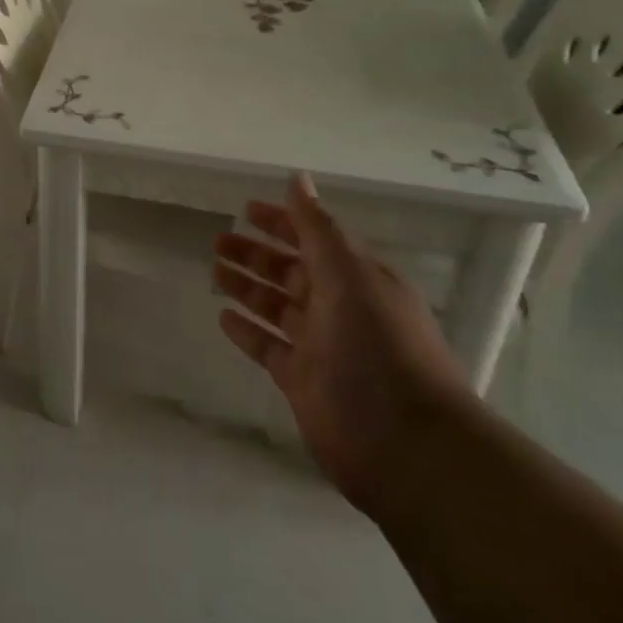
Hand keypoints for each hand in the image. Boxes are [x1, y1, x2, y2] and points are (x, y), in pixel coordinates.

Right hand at [213, 174, 471, 513]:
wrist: (407, 444)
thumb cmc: (379, 346)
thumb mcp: (349, 275)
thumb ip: (318, 228)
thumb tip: (298, 179)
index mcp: (358, 280)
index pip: (314, 240)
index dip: (283, 222)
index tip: (247, 209)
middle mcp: (340, 309)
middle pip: (292, 273)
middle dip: (257, 254)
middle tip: (218, 240)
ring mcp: (322, 347)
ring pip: (277, 307)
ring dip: (248, 287)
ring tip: (214, 270)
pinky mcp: (304, 382)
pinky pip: (269, 347)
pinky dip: (248, 331)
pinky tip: (223, 317)